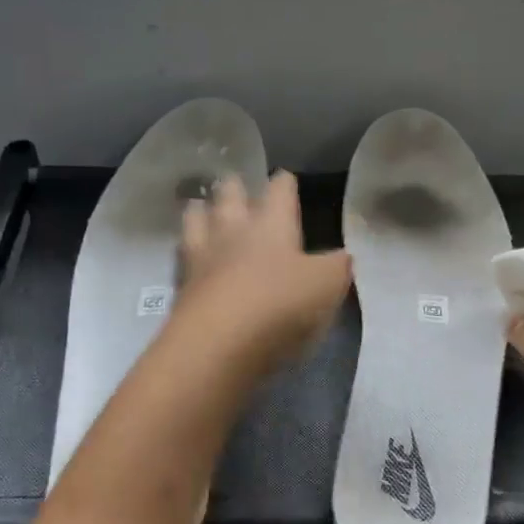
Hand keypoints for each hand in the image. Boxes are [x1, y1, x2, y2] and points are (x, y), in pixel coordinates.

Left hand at [173, 171, 351, 374]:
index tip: (285, 178)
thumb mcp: (327, 286)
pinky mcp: (181, 289)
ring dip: (199, 212)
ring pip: (195, 220)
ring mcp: (201, 259)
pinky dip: (185, 254)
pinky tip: (189, 258)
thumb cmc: (279, 305)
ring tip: (200, 208)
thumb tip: (343, 257)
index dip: (284, 183)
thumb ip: (337, 267)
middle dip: (234, 187)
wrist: (217, 346)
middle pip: (228, 196)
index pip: (278, 190)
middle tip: (234, 183)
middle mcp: (233, 232)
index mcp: (271, 224)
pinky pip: (182, 260)